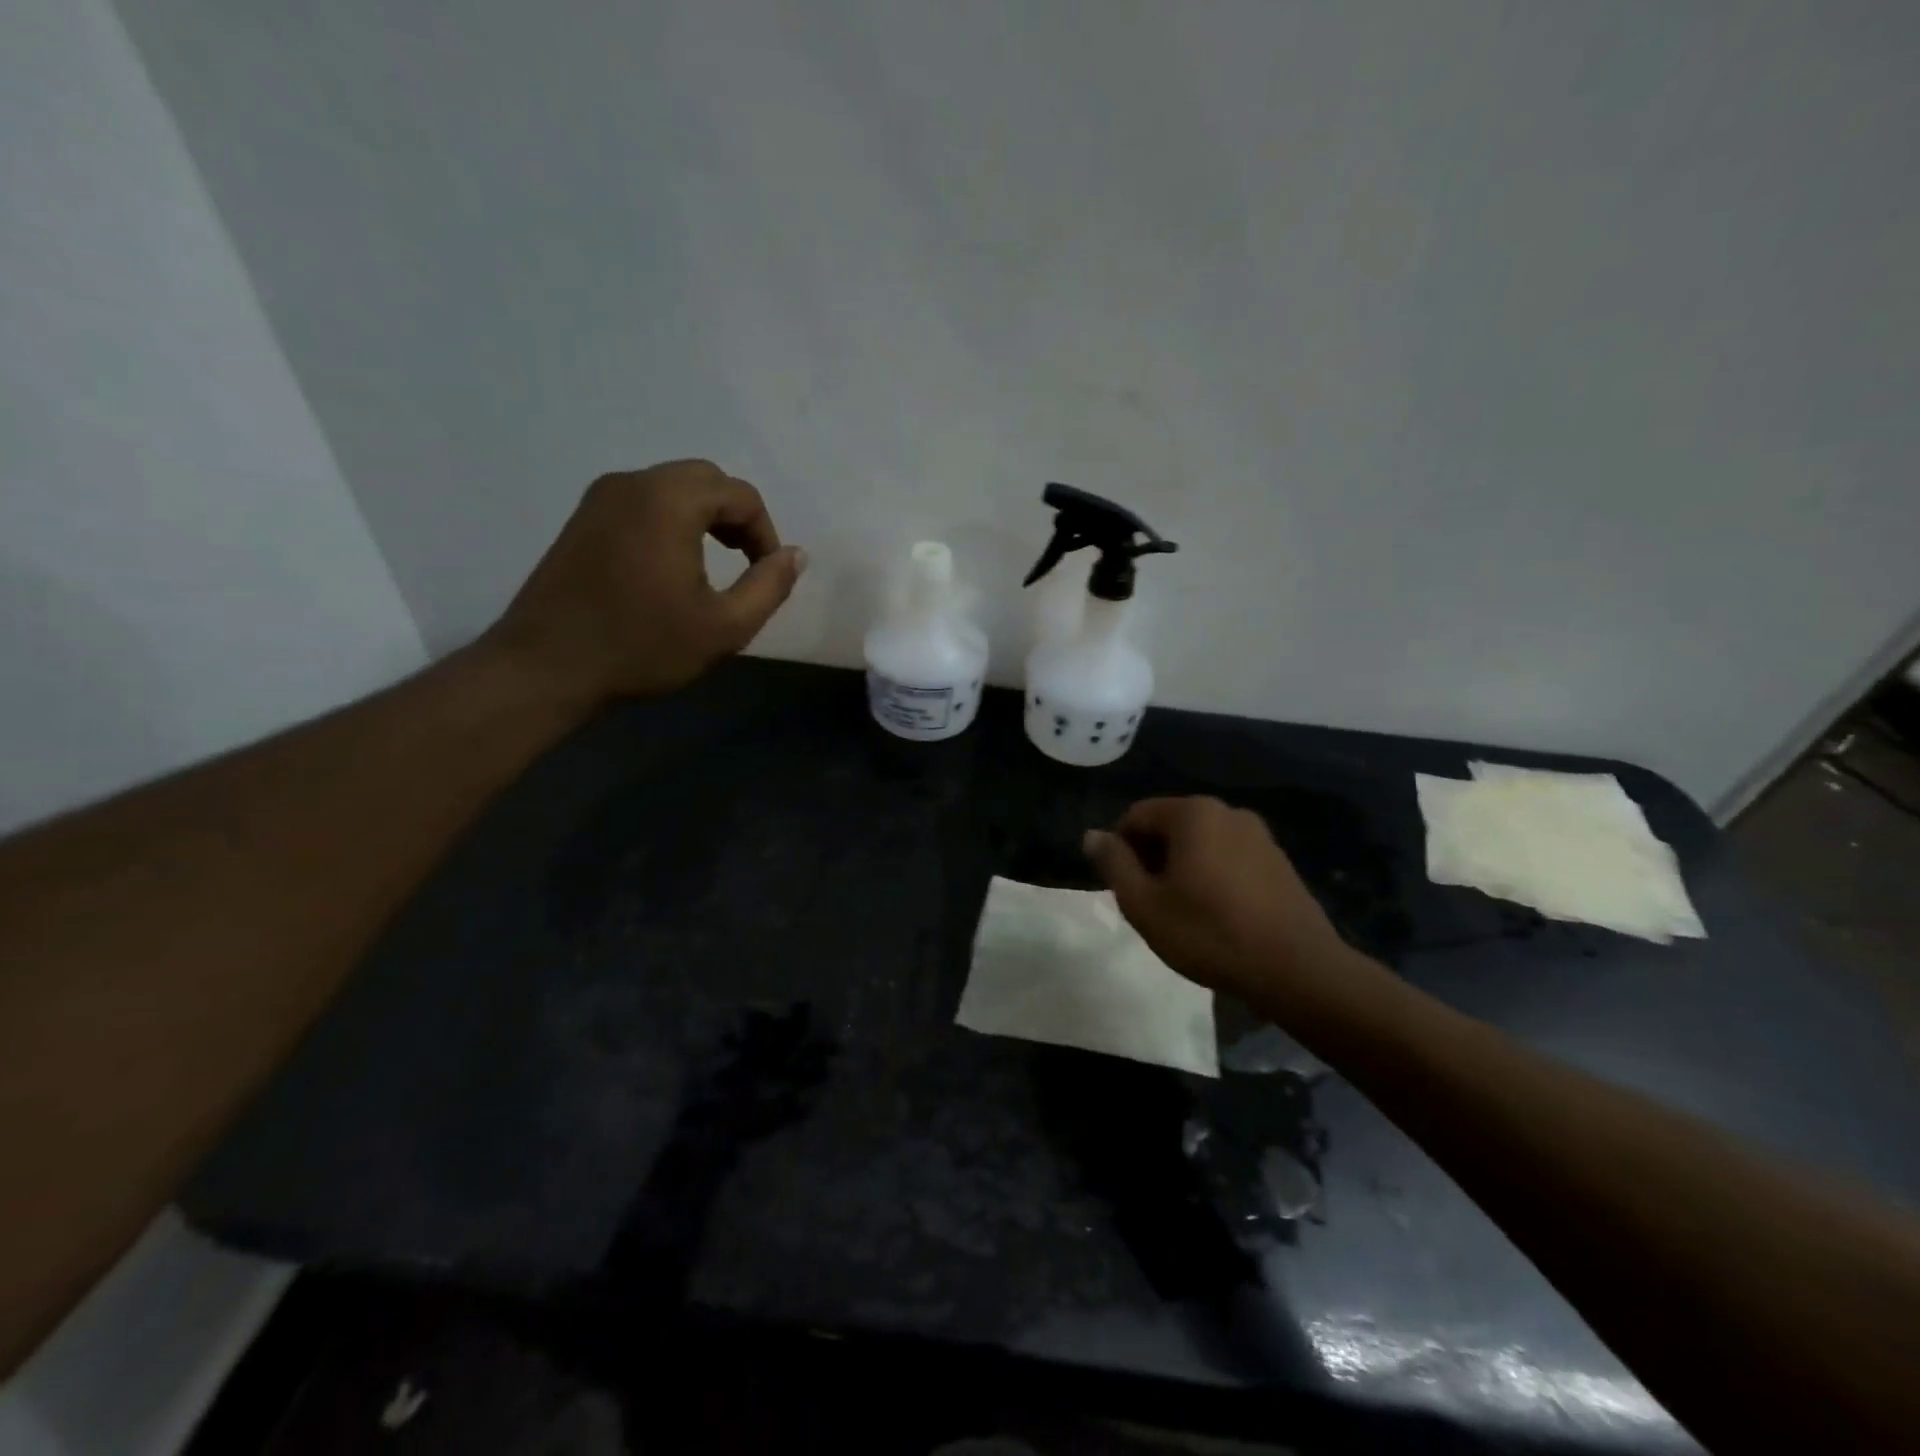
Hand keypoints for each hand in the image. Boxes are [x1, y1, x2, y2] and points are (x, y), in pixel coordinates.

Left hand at [486, 461, 804, 705]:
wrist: (548, 666)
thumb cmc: (643, 646)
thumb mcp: (724, 627)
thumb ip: (770, 586)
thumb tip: (797, 555)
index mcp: (670, 501)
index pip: (740, 495)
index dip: (765, 534)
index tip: (767, 575)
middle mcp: (634, 483)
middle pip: (705, 480)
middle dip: (736, 517)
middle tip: (744, 562)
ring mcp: (601, 498)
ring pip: (671, 487)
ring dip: (703, 517)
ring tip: (712, 564)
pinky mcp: (582, 518)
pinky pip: (643, 502)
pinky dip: (670, 520)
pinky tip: (670, 565)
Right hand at [1083, 796, 1354, 1002]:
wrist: (1298, 970)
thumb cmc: (1210, 934)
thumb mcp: (1144, 904)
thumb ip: (1113, 864)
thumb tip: (1092, 835)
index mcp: (1192, 813)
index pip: (1135, 816)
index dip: (1121, 851)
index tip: (1127, 891)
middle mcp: (1226, 811)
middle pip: (1169, 826)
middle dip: (1152, 859)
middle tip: (1153, 906)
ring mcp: (1258, 834)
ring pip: (1200, 843)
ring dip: (1182, 869)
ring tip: (1185, 914)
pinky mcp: (1278, 860)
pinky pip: (1228, 857)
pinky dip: (1213, 876)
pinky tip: (1219, 916)